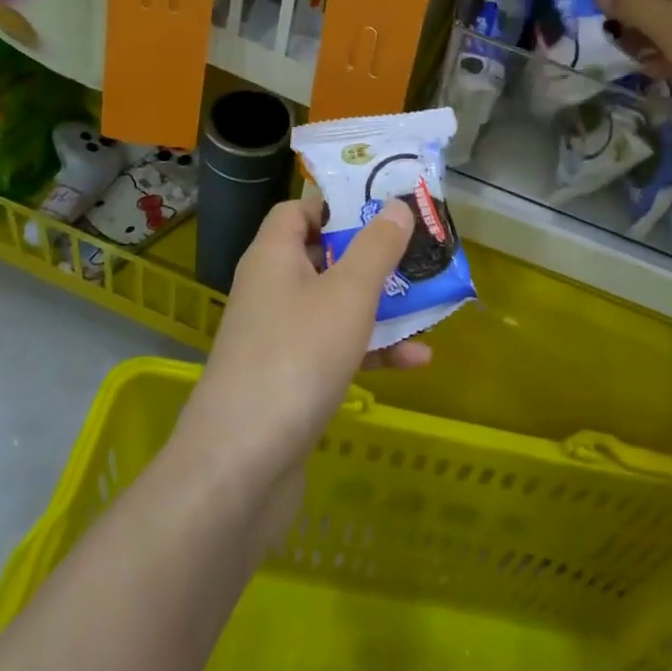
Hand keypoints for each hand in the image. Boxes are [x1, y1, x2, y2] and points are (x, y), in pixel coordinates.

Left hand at [175, 194, 426, 495]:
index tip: (384, 209)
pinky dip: (372, 351)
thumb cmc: (297, 357)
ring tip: (430, 304)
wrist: (241, 466)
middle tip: (418, 253)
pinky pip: (337, 350)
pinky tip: (417, 362)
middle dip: (373, 256)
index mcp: (273, 257)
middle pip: (324, 257)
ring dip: (381, 306)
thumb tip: (397, 206)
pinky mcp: (291, 381)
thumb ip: (376, 248)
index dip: (338, 205)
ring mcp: (280, 338)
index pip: (298, 211)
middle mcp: (271, 290)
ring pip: (336, 306)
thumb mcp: (347, 294)